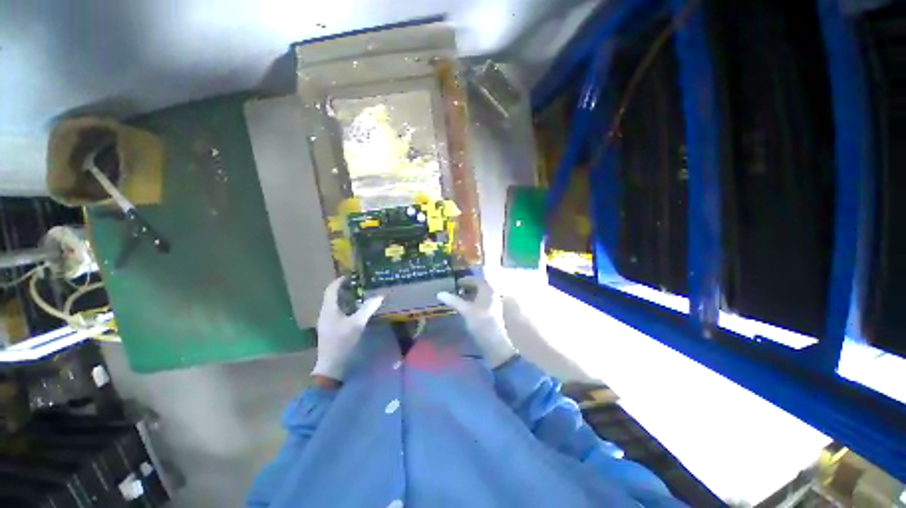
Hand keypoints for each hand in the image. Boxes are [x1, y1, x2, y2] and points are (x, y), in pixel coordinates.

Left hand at [312, 277, 383, 380]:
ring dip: (347, 298)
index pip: (331, 289)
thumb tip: (379, 296)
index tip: (351, 275)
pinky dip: (347, 308)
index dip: (340, 281)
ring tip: (361, 295)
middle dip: (345, 289)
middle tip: (360, 285)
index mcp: (328, 309)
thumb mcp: (357, 324)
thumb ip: (367, 309)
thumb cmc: (342, 343)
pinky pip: (338, 312)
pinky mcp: (331, 329)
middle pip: (333, 296)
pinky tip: (357, 311)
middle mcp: (325, 313)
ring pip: (336, 305)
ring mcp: (327, 322)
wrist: (331, 366)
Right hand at [437, 277, 516, 367]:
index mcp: (487, 289)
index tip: (456, 282)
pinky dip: (474, 300)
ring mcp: (494, 303)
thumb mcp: (465, 310)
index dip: (466, 280)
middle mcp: (492, 293)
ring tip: (459, 297)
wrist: (494, 342)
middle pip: (480, 286)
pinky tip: (467, 306)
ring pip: (481, 294)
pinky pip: (482, 301)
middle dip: (468, 286)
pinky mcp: (493, 312)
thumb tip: (439, 293)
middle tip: (456, 288)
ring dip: (471, 293)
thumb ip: (453, 300)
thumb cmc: (480, 322)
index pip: (476, 279)